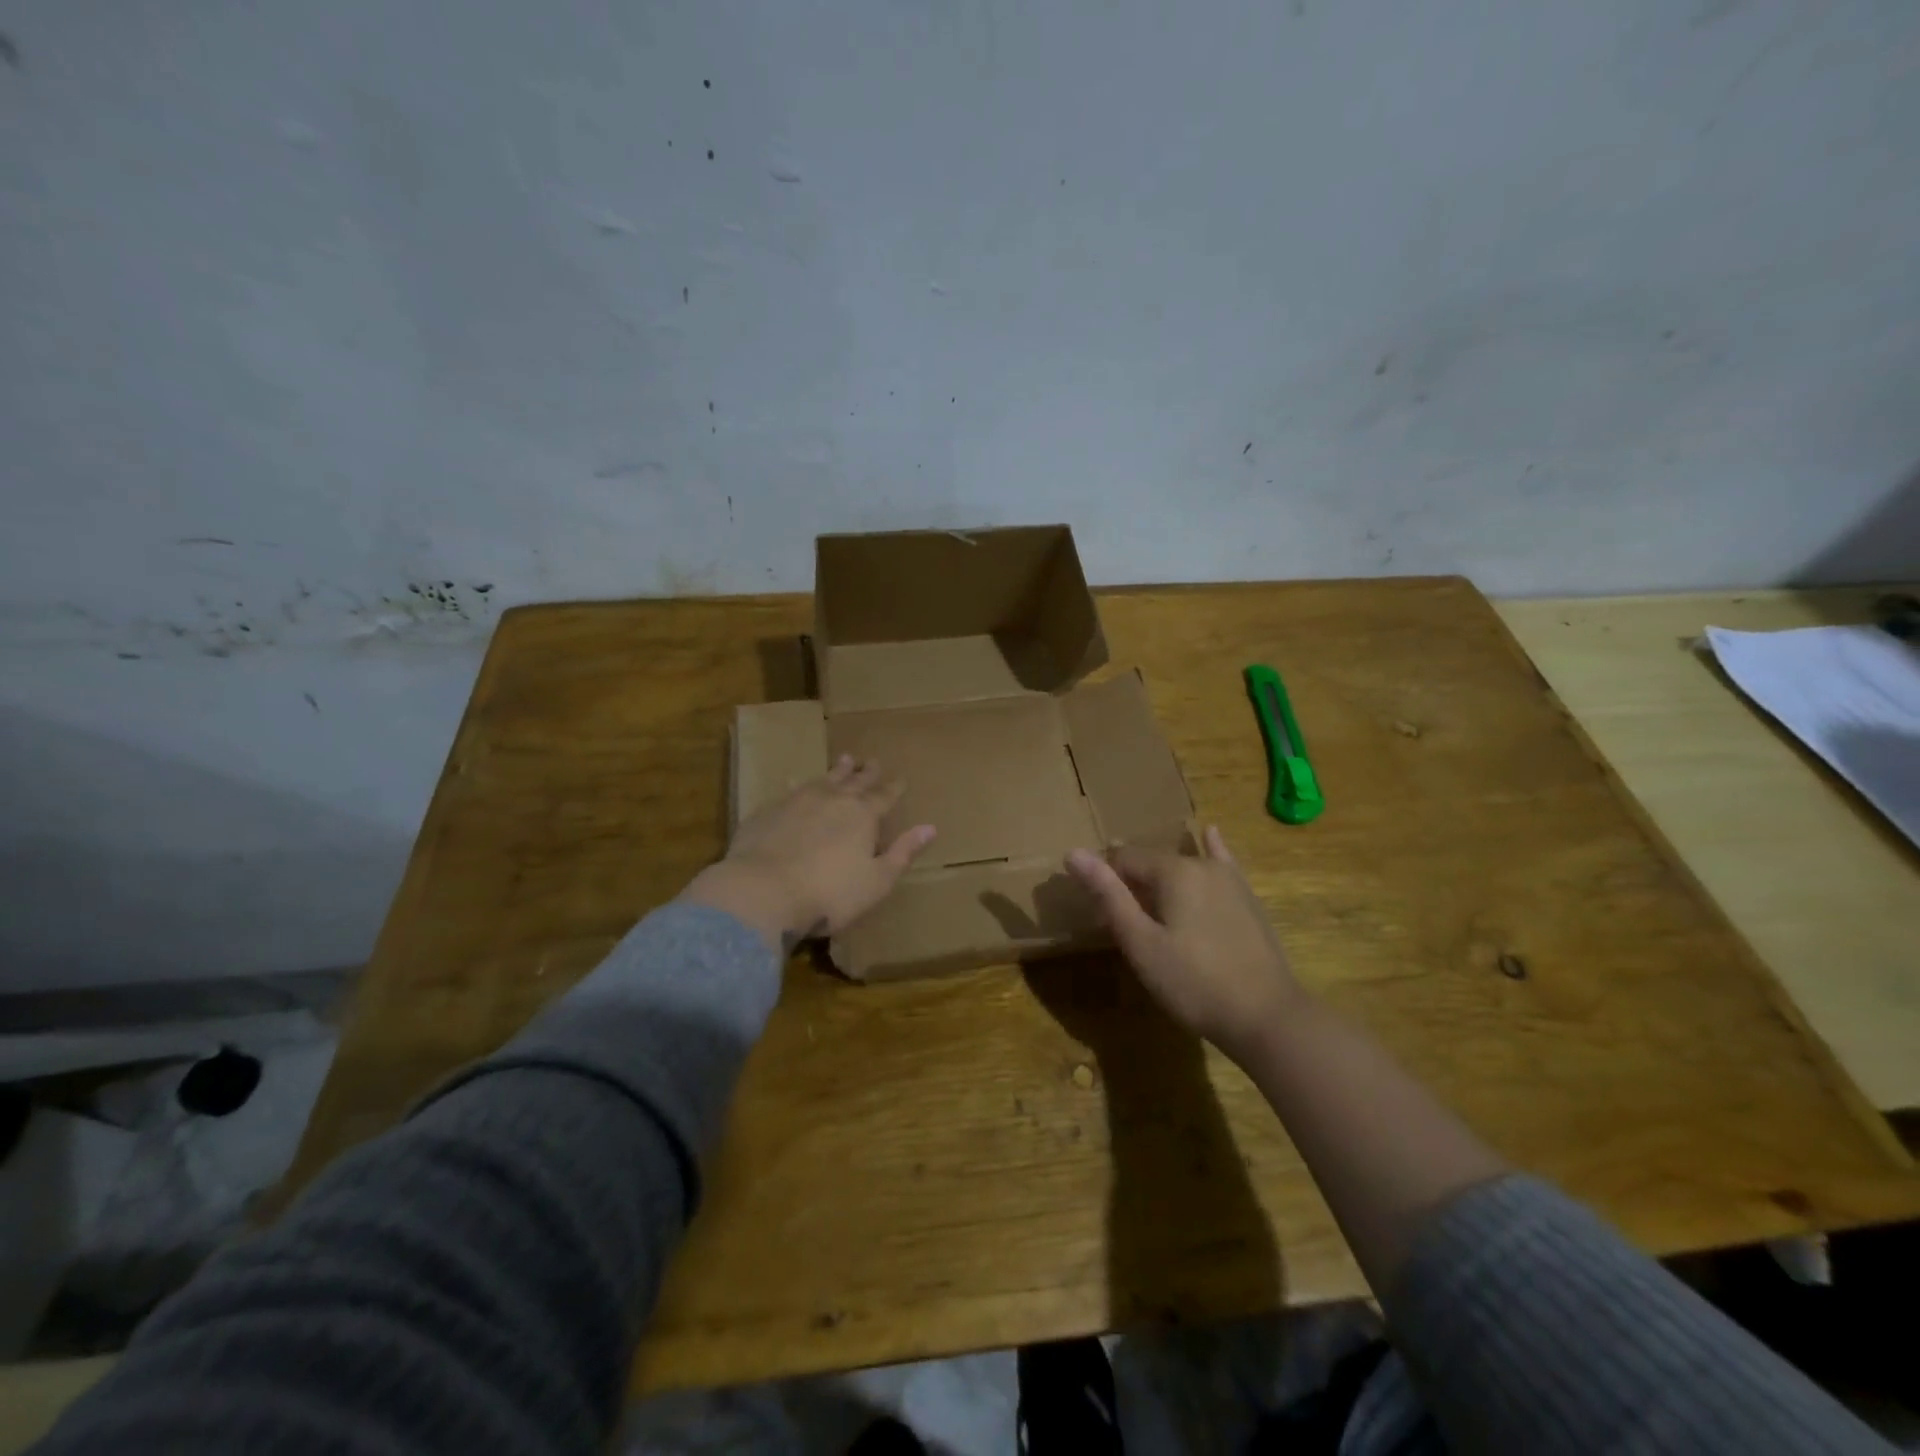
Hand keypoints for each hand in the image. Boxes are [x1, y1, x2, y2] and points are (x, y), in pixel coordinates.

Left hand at [681, 755, 936, 948]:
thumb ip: (902, 852)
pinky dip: (801, 787)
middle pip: (854, 781)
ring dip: (836, 770)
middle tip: (872, 760)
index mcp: (863, 815)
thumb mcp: (877, 881)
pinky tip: (796, 786)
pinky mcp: (768, 812)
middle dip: (866, 772)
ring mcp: (797, 802)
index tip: (901, 778)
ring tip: (844, 760)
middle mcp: (832, 799)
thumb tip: (930, 827)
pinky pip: (791, 792)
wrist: (763, 891)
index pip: (884, 796)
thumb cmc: (830, 894)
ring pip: (823, 779)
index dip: (894, 788)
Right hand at [1065, 826, 1303, 1061]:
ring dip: (1160, 876)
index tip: (1095, 912)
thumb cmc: (1194, 984)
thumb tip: (1073, 852)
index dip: (1104, 880)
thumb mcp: (1141, 944)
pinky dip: (1210, 849)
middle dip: (1131, 881)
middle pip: (1153, 862)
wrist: (1267, 1016)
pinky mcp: (1247, 898)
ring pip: (1183, 865)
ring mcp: (1230, 879)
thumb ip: (1109, 896)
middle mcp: (1202, 864)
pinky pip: (1222, 863)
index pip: (1123, 858)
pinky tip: (1210, 833)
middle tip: (1120, 919)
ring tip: (1147, 898)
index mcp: (1173, 871)